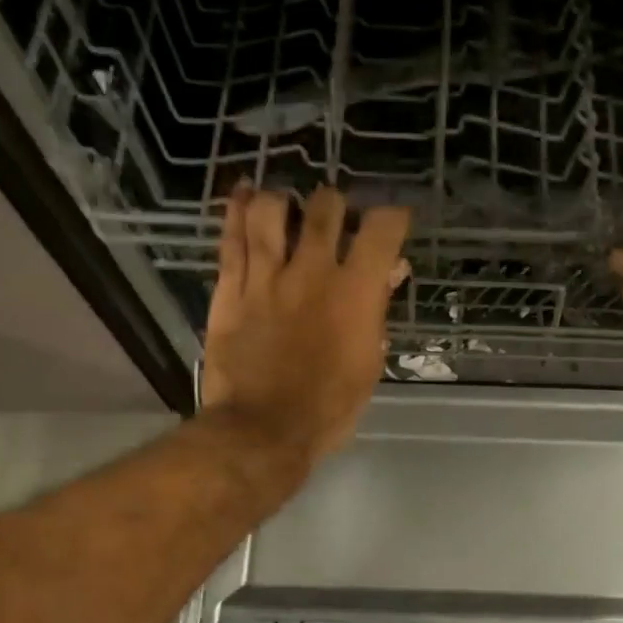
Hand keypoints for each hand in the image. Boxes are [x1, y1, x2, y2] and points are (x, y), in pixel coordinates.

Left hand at [203, 184, 410, 466]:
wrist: (263, 430)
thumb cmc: (329, 406)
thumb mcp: (369, 362)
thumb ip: (377, 310)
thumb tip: (390, 271)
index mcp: (355, 292)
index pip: (382, 229)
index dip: (392, 216)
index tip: (392, 222)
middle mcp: (312, 272)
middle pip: (325, 207)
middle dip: (335, 205)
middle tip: (334, 218)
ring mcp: (266, 277)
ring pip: (270, 210)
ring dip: (283, 200)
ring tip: (286, 206)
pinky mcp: (230, 288)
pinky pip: (231, 238)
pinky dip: (236, 209)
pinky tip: (243, 192)